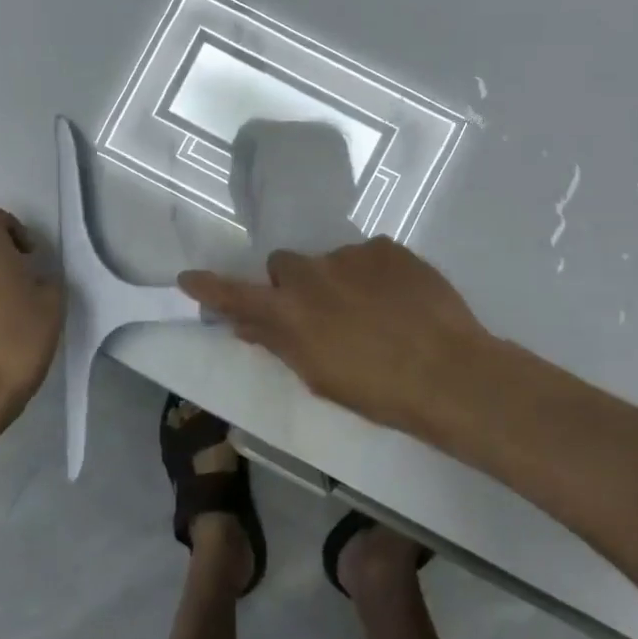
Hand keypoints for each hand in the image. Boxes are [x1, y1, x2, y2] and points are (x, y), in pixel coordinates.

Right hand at [178, 238, 492, 438]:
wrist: (449, 372)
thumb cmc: (378, 391)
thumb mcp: (320, 377)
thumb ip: (280, 343)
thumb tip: (247, 324)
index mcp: (290, 312)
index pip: (236, 296)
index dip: (210, 288)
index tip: (188, 278)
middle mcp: (311, 273)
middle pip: (284, 266)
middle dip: (293, 284)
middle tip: (320, 314)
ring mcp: (351, 254)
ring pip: (330, 261)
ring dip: (338, 281)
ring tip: (374, 312)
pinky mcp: (387, 247)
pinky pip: (367, 256)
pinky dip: (373, 274)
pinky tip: (398, 300)